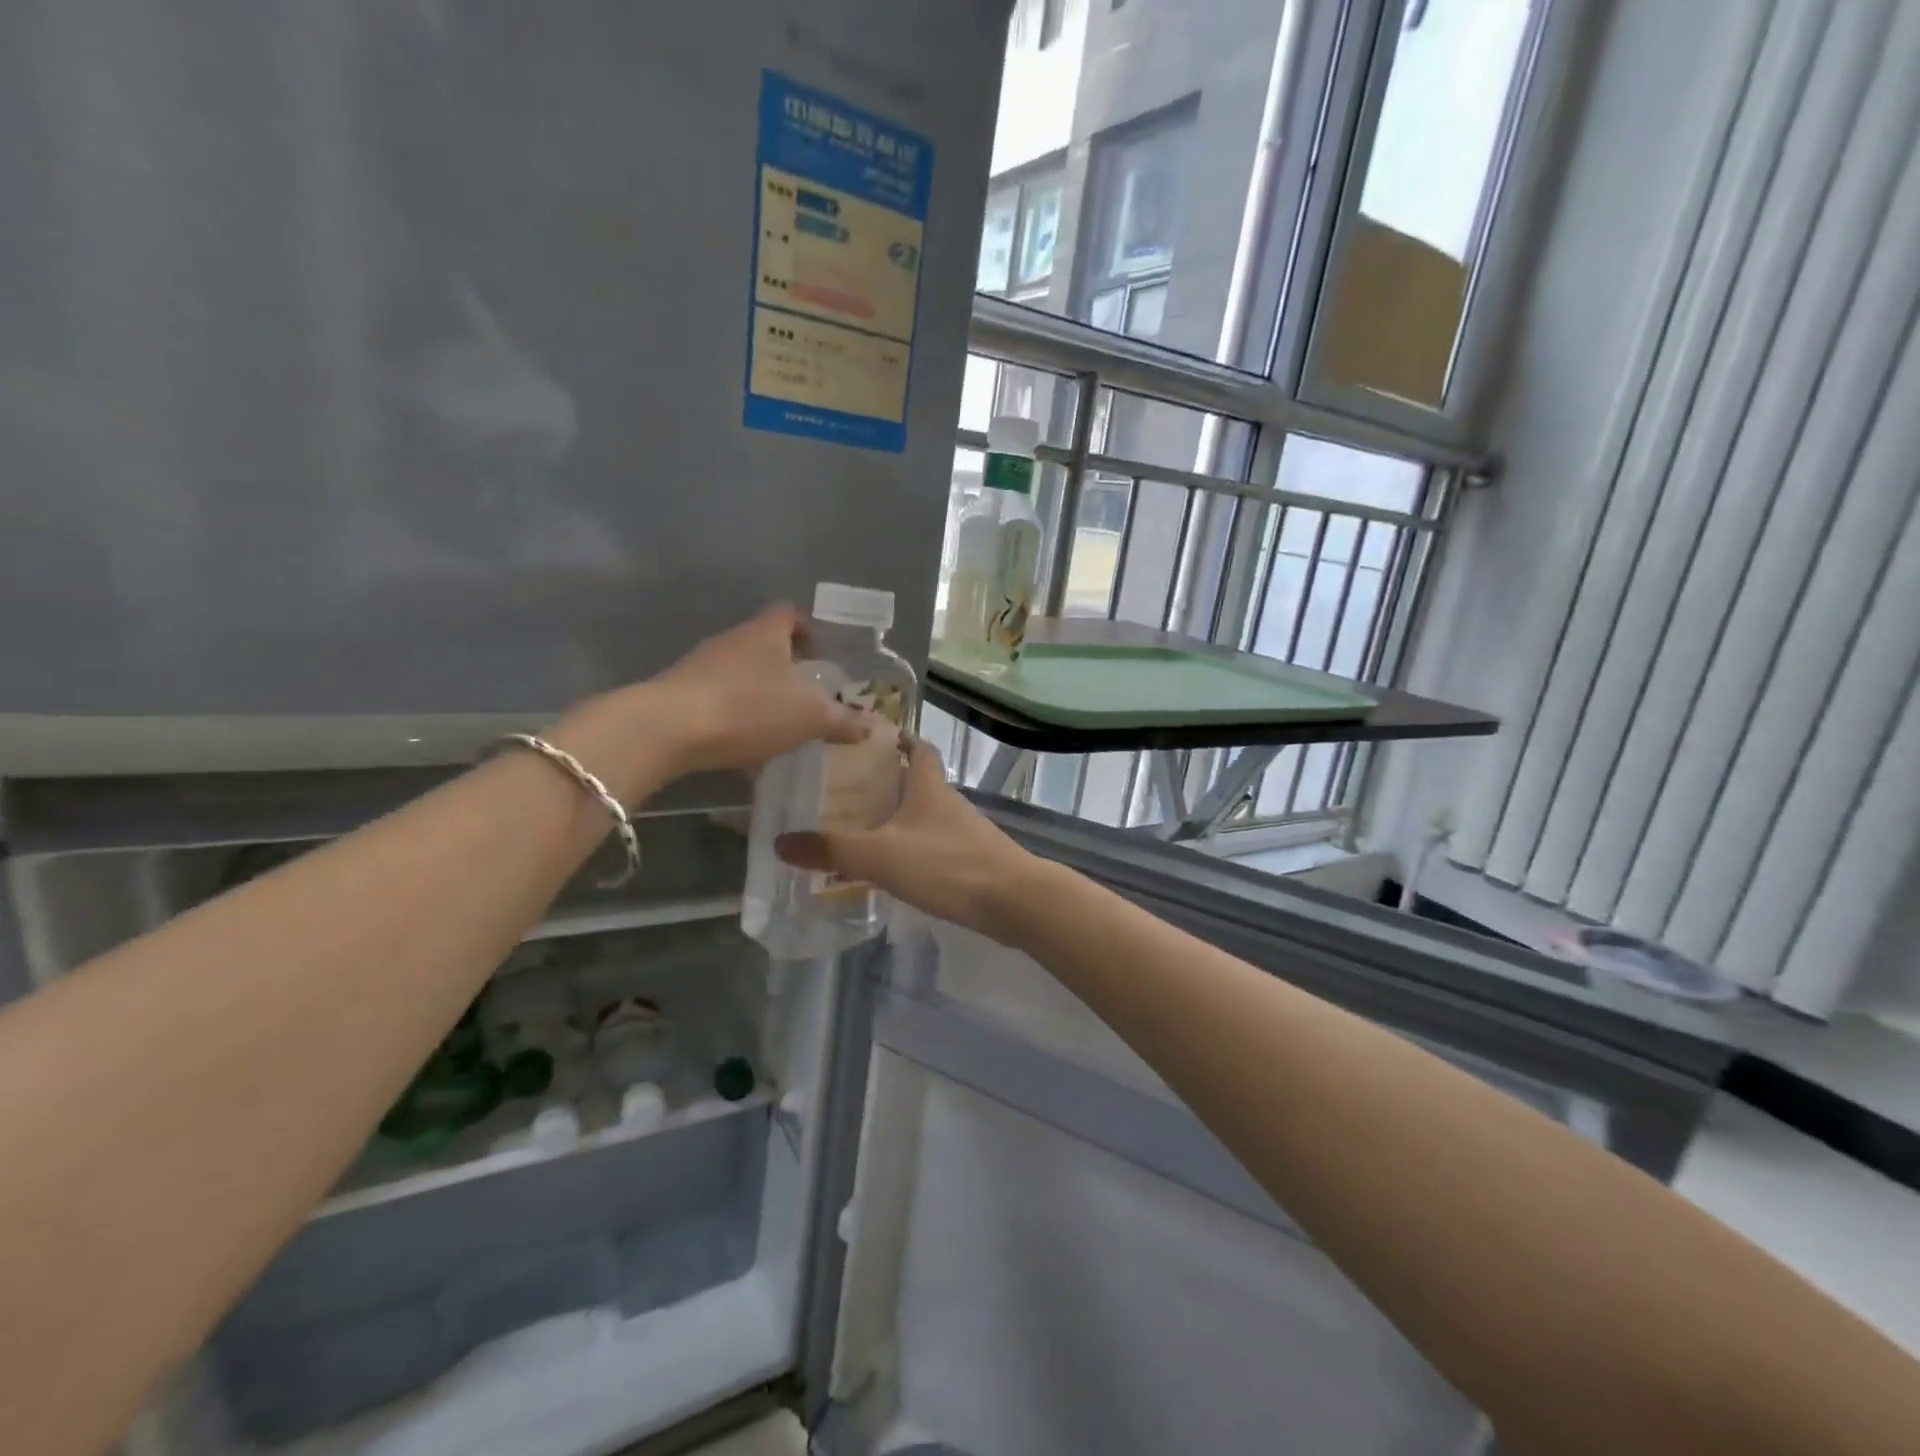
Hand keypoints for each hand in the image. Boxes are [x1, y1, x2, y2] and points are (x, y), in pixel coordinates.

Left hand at [549, 604, 864, 796]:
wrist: (666, 730)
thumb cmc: (748, 708)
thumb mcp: (809, 716)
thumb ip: (843, 720)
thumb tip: (872, 725)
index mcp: (765, 632)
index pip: (791, 613)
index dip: (811, 627)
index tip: (826, 651)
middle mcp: (732, 640)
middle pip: (765, 642)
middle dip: (789, 664)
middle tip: (812, 691)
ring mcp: (701, 666)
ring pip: (741, 671)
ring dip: (762, 690)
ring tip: (783, 720)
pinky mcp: (680, 695)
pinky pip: (720, 698)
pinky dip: (737, 714)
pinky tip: (748, 743)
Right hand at [774, 740, 1037, 939]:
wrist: (1014, 901)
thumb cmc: (947, 864)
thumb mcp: (881, 856)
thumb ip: (831, 850)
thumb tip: (780, 842)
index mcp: (928, 785)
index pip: (916, 746)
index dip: (896, 738)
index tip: (868, 739)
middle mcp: (948, 801)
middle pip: (917, 780)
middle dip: (886, 781)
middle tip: (846, 789)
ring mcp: (964, 831)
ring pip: (925, 814)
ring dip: (898, 816)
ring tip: (861, 828)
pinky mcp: (972, 859)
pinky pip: (934, 844)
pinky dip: (913, 847)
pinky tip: (894, 867)